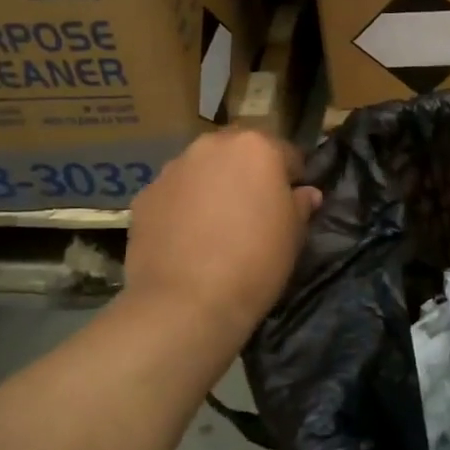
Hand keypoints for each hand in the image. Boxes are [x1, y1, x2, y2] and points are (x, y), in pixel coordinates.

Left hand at [125, 129, 321, 349]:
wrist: (185, 303)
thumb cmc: (255, 262)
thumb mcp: (294, 236)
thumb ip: (300, 205)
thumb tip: (305, 193)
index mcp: (256, 147)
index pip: (286, 153)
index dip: (292, 177)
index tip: (292, 201)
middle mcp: (212, 146)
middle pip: (238, 152)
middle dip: (248, 173)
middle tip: (254, 210)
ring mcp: (173, 168)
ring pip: (202, 170)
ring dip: (213, 186)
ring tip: (216, 226)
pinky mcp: (145, 195)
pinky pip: (174, 194)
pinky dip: (183, 207)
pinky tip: (187, 239)